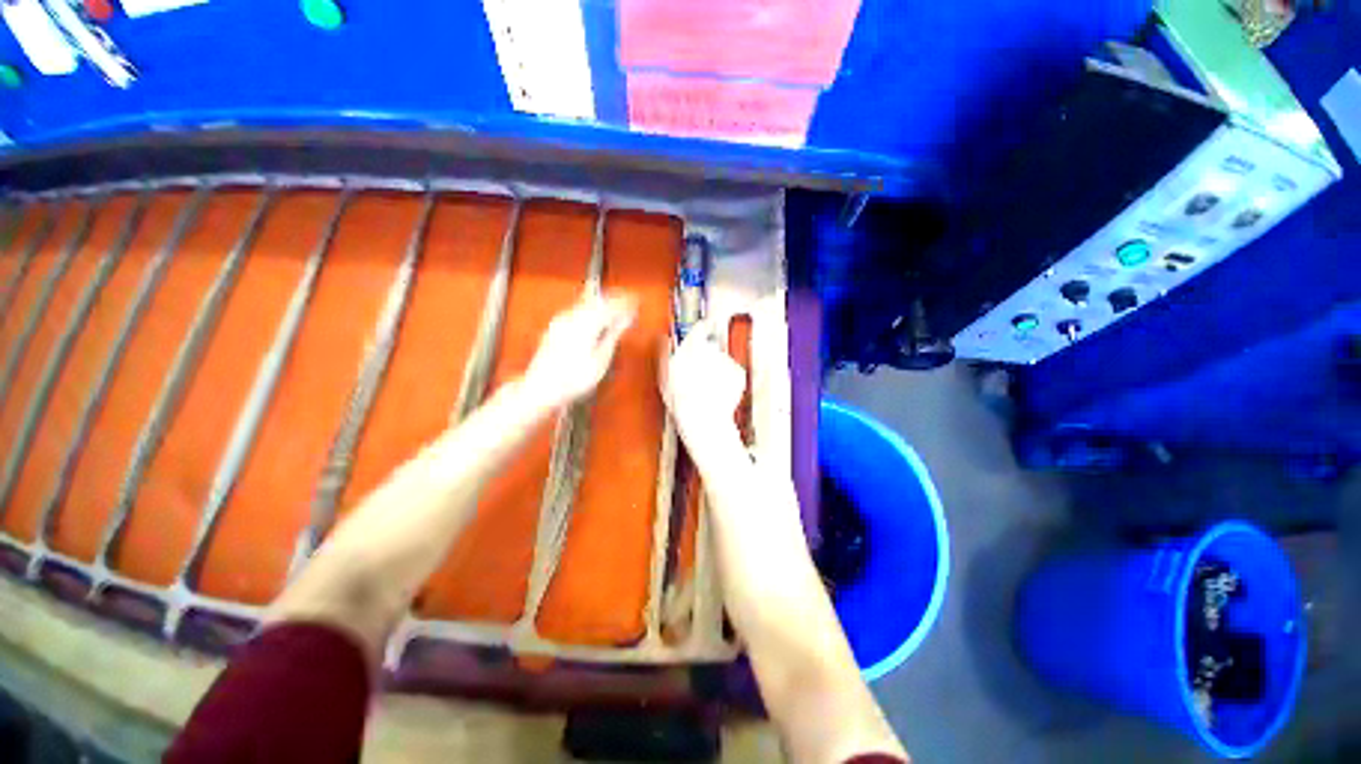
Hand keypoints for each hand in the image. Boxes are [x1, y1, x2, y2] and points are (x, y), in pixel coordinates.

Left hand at [521, 292, 637, 409]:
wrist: (541, 387)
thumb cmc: (574, 378)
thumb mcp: (601, 358)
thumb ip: (614, 335)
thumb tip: (626, 319)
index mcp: (586, 322)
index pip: (611, 306)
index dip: (625, 303)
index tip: (636, 302)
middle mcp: (572, 317)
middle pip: (597, 301)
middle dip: (614, 301)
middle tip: (629, 304)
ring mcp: (561, 321)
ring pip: (586, 304)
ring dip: (602, 305)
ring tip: (615, 311)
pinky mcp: (555, 328)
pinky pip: (577, 311)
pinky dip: (590, 311)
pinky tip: (595, 319)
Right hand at [659, 322, 745, 448]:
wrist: (703, 419)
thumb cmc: (681, 401)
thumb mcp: (664, 377)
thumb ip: (665, 355)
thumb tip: (664, 339)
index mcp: (691, 348)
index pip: (700, 329)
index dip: (704, 326)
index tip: (709, 323)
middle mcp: (710, 350)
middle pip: (711, 350)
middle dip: (707, 360)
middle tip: (700, 379)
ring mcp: (727, 361)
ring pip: (722, 363)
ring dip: (717, 374)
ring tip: (707, 392)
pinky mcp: (739, 372)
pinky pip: (734, 374)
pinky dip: (729, 383)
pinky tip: (719, 395)